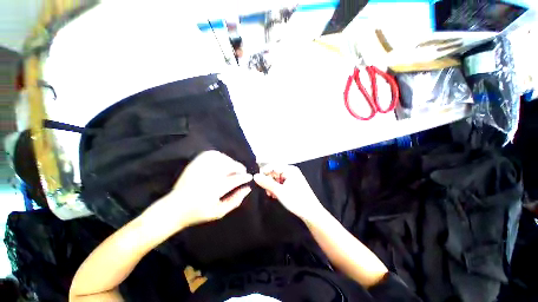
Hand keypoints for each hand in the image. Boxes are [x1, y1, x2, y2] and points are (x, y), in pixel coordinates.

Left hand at [152, 151, 252, 230]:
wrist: (174, 207)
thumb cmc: (198, 212)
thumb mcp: (219, 212)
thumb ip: (235, 200)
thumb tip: (247, 189)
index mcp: (215, 188)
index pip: (236, 179)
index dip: (245, 177)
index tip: (250, 177)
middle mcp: (209, 175)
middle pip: (230, 165)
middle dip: (239, 168)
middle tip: (242, 172)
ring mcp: (201, 167)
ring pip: (222, 158)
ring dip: (231, 162)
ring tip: (232, 168)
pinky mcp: (195, 163)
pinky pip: (211, 154)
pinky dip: (220, 156)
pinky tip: (222, 162)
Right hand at [253, 164, 323, 221]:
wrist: (311, 213)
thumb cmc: (296, 200)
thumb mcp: (279, 191)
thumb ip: (266, 182)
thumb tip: (255, 176)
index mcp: (289, 169)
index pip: (273, 165)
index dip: (264, 171)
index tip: (256, 179)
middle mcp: (291, 171)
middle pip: (274, 171)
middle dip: (268, 180)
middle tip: (265, 190)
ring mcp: (292, 178)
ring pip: (276, 178)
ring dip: (271, 185)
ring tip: (270, 194)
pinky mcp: (292, 184)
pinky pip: (280, 183)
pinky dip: (276, 188)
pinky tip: (274, 195)